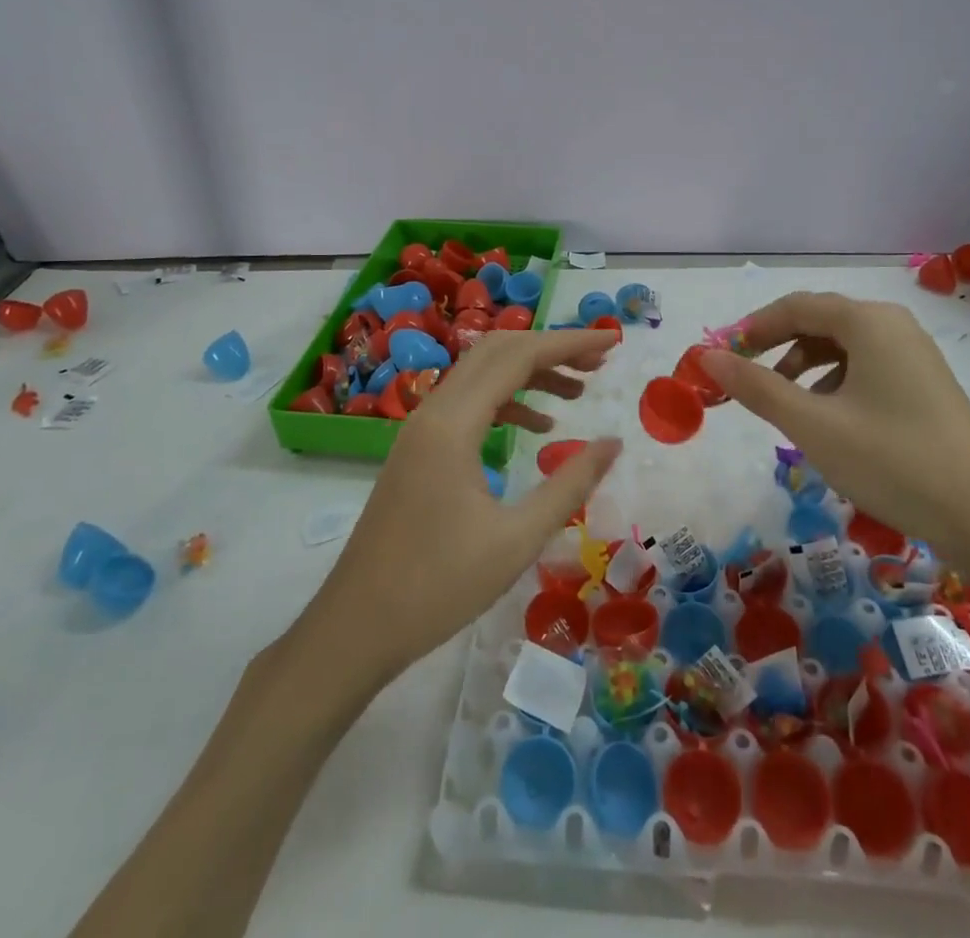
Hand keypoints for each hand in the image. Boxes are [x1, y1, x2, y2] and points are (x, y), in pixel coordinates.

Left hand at [316, 329, 621, 675]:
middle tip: (599, 361)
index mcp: (454, 424)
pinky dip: (507, 401)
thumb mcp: (517, 539)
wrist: (356, 627)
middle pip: (497, 351)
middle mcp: (434, 411)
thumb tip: (614, 444)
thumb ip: (570, 484)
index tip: (611, 342)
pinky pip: (468, 404)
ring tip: (578, 391)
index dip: (568, 342)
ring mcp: (421, 429)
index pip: (518, 356)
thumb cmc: (438, 587)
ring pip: (481, 375)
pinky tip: (538, 428)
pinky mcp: (417, 450)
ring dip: (529, 373)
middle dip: (550, 348)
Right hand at [702, 293, 969, 554]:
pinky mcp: (926, 386)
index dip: (751, 328)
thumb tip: (707, 357)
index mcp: (869, 322)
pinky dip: (834, 384)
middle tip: (744, 381)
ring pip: (842, 347)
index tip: (720, 358)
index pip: (795, 306)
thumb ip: (756, 386)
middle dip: (775, 348)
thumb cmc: (893, 462)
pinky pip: (866, 368)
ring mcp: (915, 356)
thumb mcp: (812, 425)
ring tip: (785, 407)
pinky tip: (829, 421)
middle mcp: (894, 326)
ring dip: (804, 368)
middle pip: (819, 322)